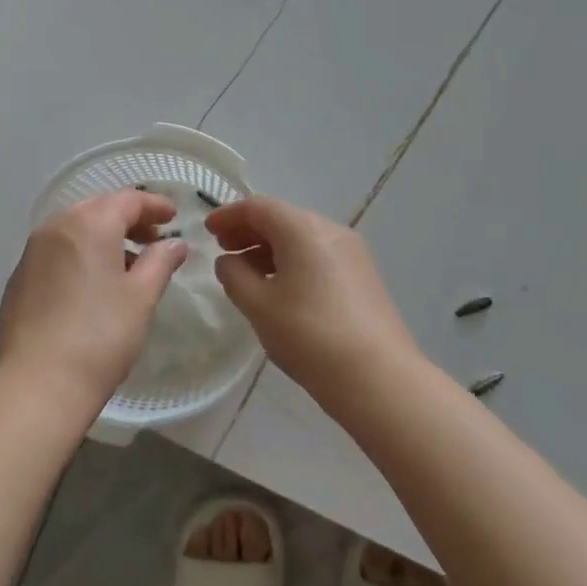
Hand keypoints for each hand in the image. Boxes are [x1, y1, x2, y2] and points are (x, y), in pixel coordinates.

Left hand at [0, 189, 189, 419]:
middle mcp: (56, 227)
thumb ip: (160, 262)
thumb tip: (174, 244)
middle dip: (128, 218)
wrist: (38, 384)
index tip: (173, 217)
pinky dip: (79, 254)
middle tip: (153, 239)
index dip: (154, 205)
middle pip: (98, 208)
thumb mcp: (141, 297)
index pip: (127, 200)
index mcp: (89, 224)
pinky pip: (56, 251)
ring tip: (127, 264)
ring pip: (74, 229)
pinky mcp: (19, 278)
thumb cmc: (100, 336)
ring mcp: (32, 252)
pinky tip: (92, 284)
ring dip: (103, 237)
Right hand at [204, 196, 421, 407]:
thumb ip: (234, 276)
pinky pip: (319, 255)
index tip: (207, 231)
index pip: (258, 207)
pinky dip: (292, 261)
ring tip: (247, 273)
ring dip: (270, 248)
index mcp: (303, 229)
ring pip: (301, 238)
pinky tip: (281, 288)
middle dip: (249, 231)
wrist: (379, 378)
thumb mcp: (259, 306)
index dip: (228, 215)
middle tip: (224, 251)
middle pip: (282, 218)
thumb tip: (228, 261)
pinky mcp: (363, 277)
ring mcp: (352, 253)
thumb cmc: (309, 335)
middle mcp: (330, 230)